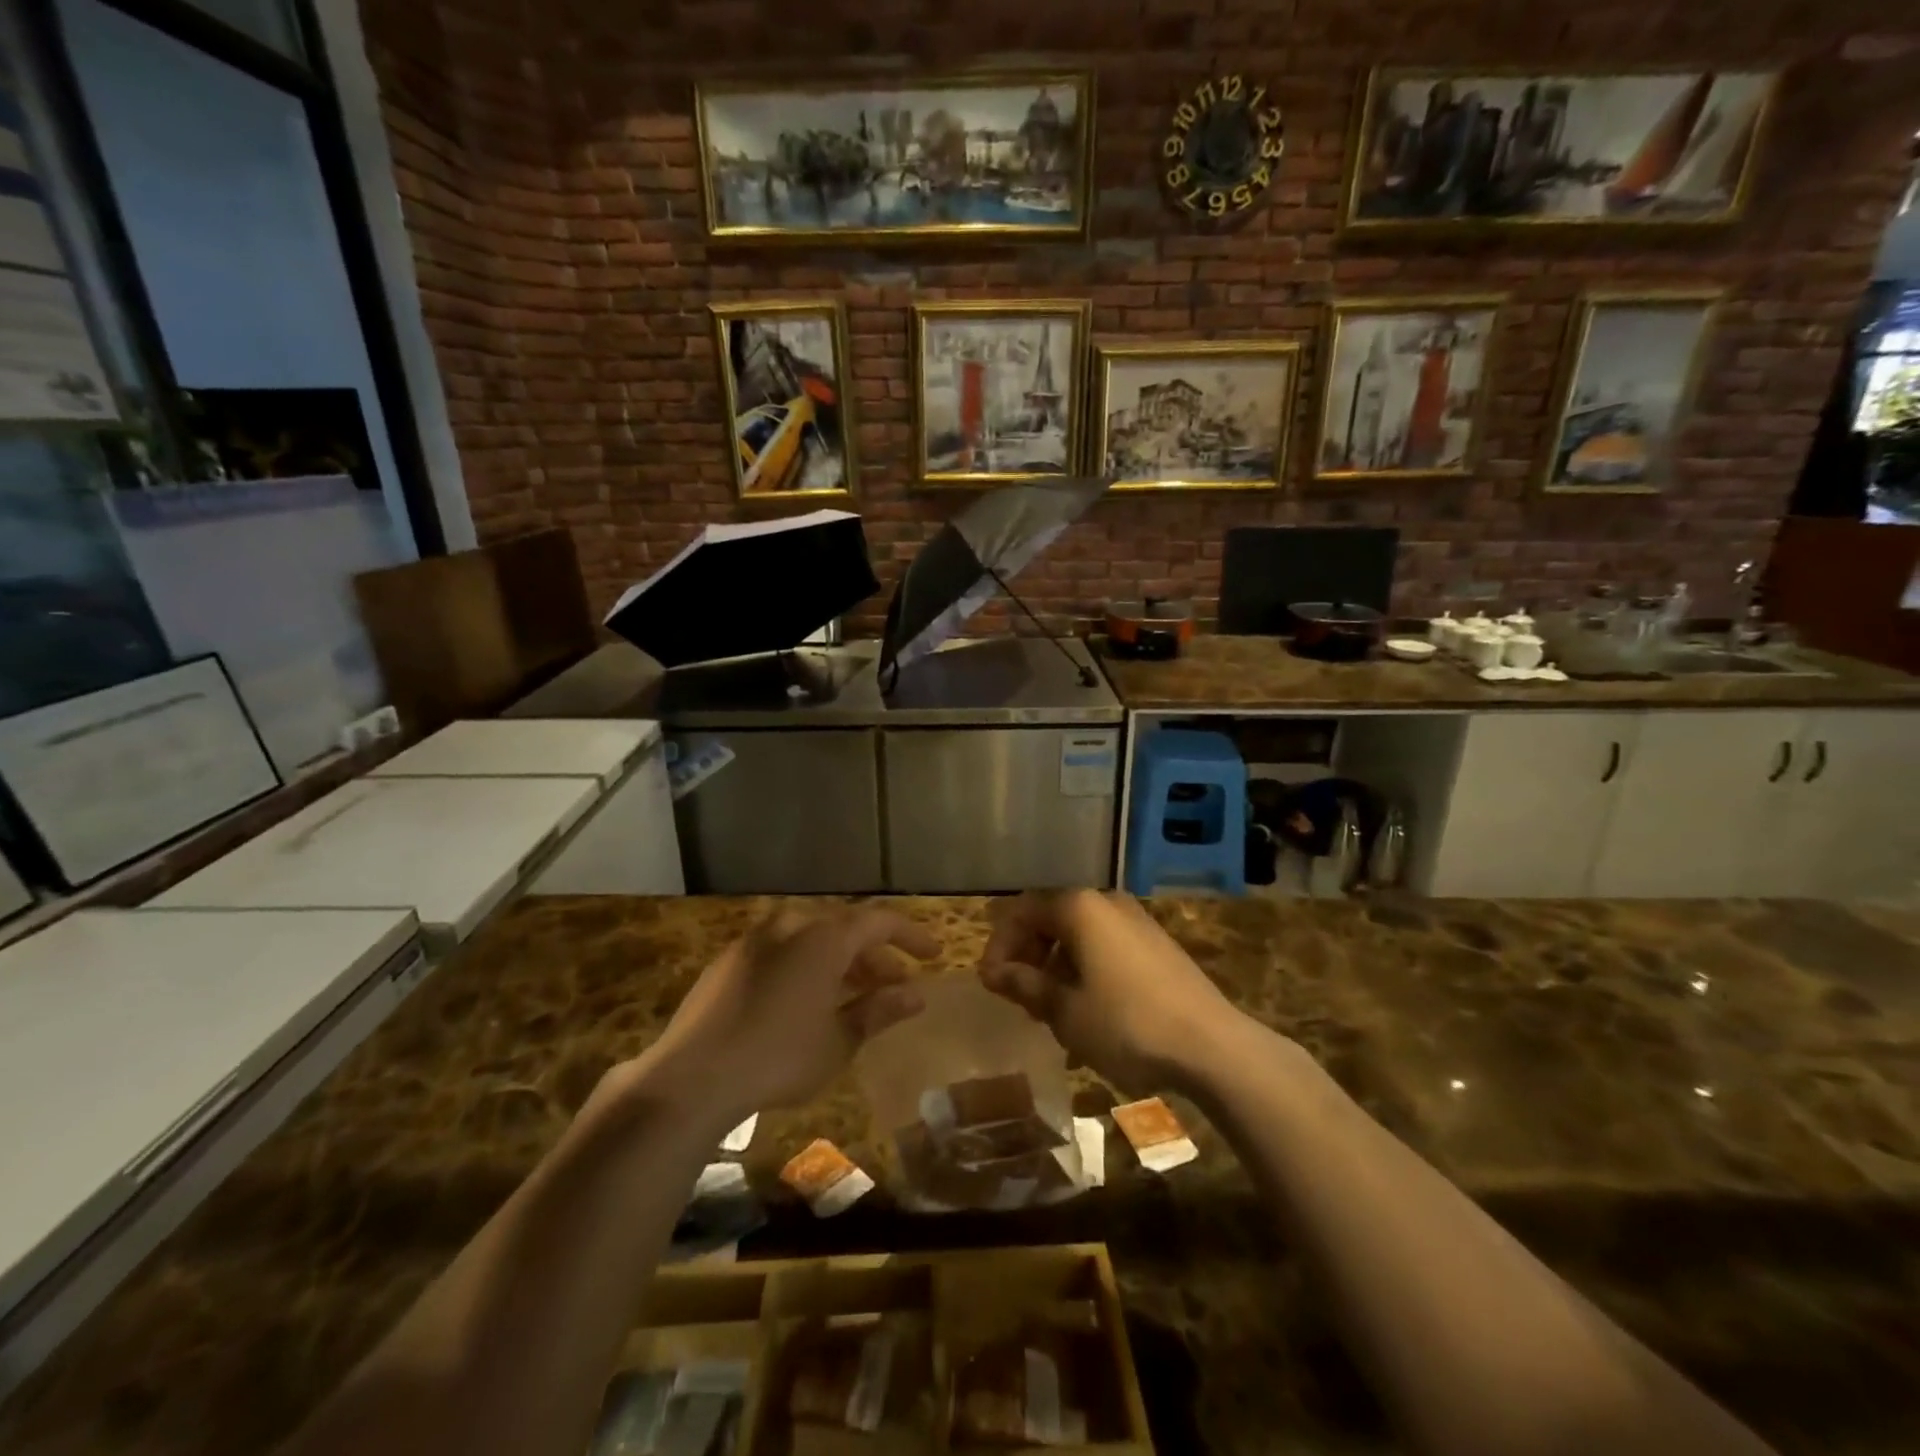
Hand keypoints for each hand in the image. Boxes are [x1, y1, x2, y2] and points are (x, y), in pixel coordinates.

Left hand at [638, 906, 936, 1123]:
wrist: (691, 1077)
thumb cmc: (778, 1058)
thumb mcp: (839, 1041)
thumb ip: (879, 1011)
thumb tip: (917, 995)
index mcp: (824, 937)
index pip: (879, 921)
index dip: (910, 936)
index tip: (933, 955)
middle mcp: (791, 925)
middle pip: (845, 927)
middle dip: (875, 954)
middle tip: (895, 984)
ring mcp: (756, 939)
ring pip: (812, 937)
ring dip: (841, 960)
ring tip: (856, 994)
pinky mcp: (730, 960)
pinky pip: (783, 949)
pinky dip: (807, 964)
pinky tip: (808, 999)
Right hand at [978, 891, 1242, 1093]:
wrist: (1212, 1046)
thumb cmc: (1126, 1024)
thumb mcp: (1066, 1011)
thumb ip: (1026, 985)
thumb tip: (994, 972)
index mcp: (1080, 907)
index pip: (1023, 911)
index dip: (1000, 945)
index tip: (990, 983)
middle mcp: (1107, 902)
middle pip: (1052, 918)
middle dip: (1028, 955)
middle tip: (1017, 996)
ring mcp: (1137, 921)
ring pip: (1080, 934)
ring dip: (1056, 965)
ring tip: (1050, 1008)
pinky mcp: (1158, 945)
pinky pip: (1106, 946)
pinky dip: (1085, 969)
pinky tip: (1087, 1008)